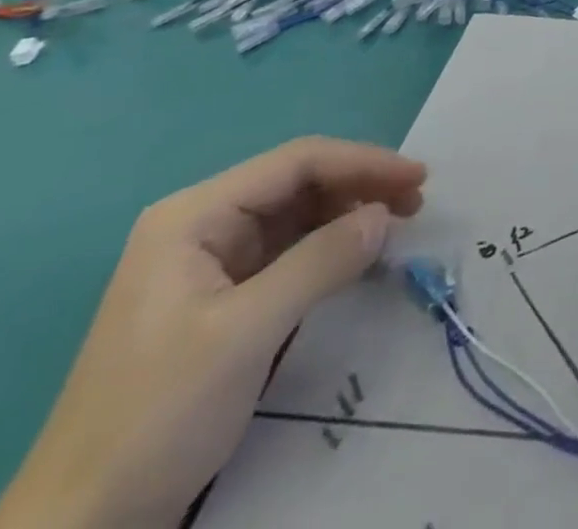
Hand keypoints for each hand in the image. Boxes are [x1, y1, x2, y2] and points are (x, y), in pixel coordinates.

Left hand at [0, 138, 426, 528]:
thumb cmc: (157, 415)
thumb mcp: (245, 332)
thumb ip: (321, 261)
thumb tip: (386, 213)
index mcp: (193, 217)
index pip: (297, 162)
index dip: (364, 162)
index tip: (419, 178)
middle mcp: (201, 227)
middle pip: (300, 182)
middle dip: (361, 185)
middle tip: (416, 203)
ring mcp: (209, 263)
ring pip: (299, 214)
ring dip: (351, 213)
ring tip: (398, 224)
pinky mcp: (222, 299)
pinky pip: (290, 252)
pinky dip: (331, 246)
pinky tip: (361, 255)